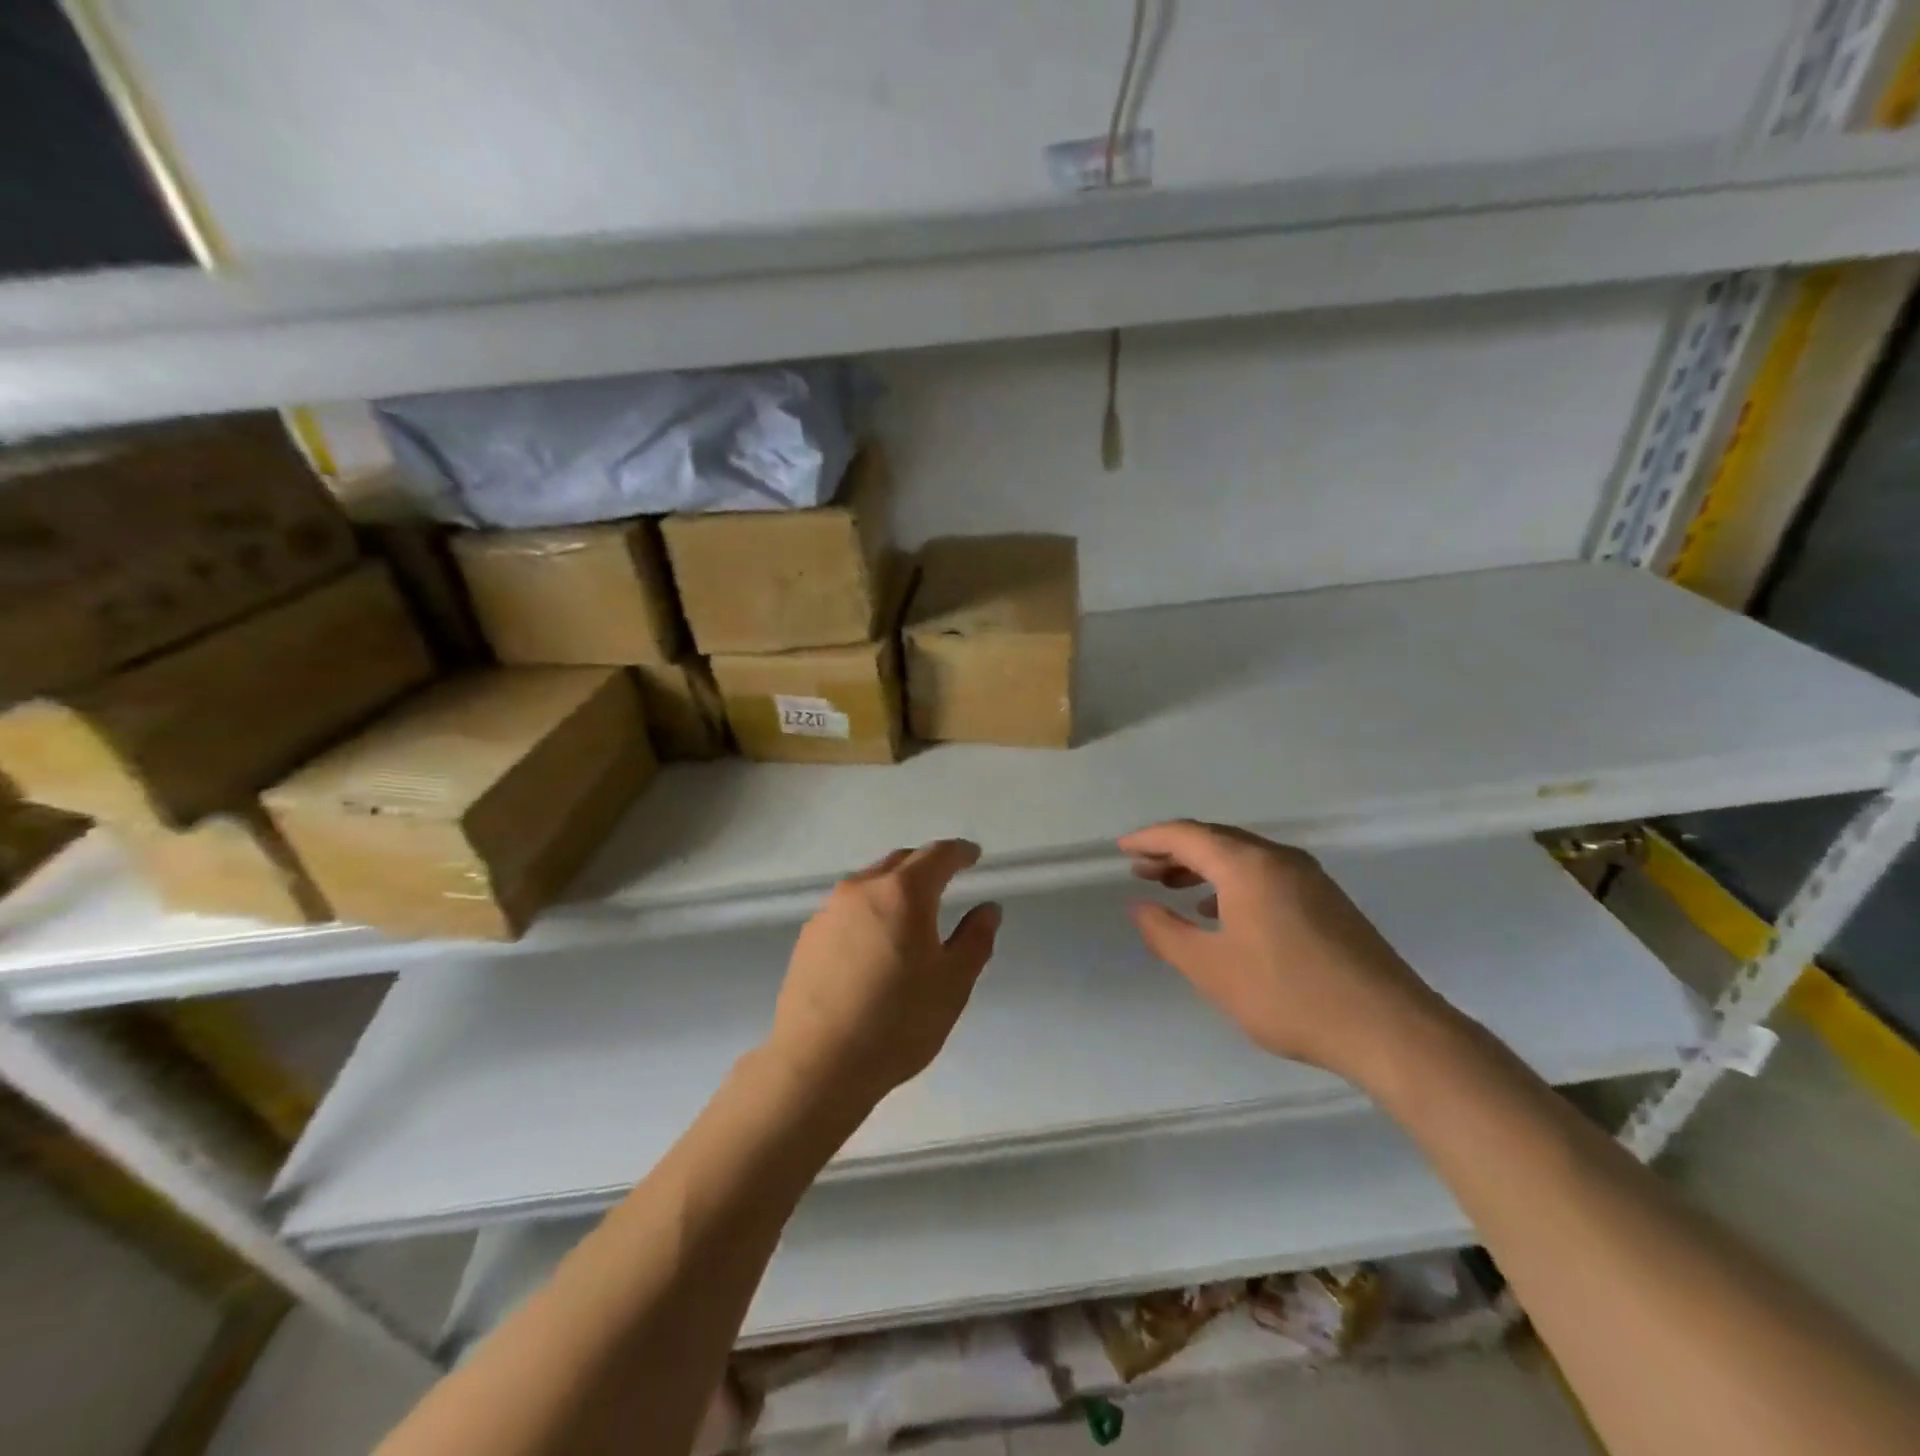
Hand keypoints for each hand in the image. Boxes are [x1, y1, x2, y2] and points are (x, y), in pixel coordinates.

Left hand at [767, 839, 1001, 1107]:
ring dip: (894, 886)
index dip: (959, 852)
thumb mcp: (953, 984)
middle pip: (900, 862)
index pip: (937, 855)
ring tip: (910, 912)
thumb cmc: (897, 1023)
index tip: (973, 855)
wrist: (817, 1064)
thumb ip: (975, 939)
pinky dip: (870, 910)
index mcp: (903, 893)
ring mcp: (829, 911)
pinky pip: (848, 908)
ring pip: (870, 882)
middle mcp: (862, 889)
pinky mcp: (808, 936)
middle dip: (926, 865)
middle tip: (946, 879)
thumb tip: (987, 909)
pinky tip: (874, 941)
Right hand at [1120, 820, 1449, 1083]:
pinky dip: (1233, 883)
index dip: (1149, 839)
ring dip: (1204, 868)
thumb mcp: (1212, 969)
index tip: (1122, 849)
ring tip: (1173, 888)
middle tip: (1141, 870)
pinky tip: (1222, 913)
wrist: (1389, 1028)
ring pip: (1243, 858)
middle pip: (1216, 840)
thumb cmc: (1288, 995)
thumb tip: (1140, 907)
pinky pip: (1266, 875)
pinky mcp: (1327, 900)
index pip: (1187, 835)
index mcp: (1248, 865)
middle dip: (1174, 852)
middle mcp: (1279, 858)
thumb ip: (1167, 934)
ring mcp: (1309, 877)